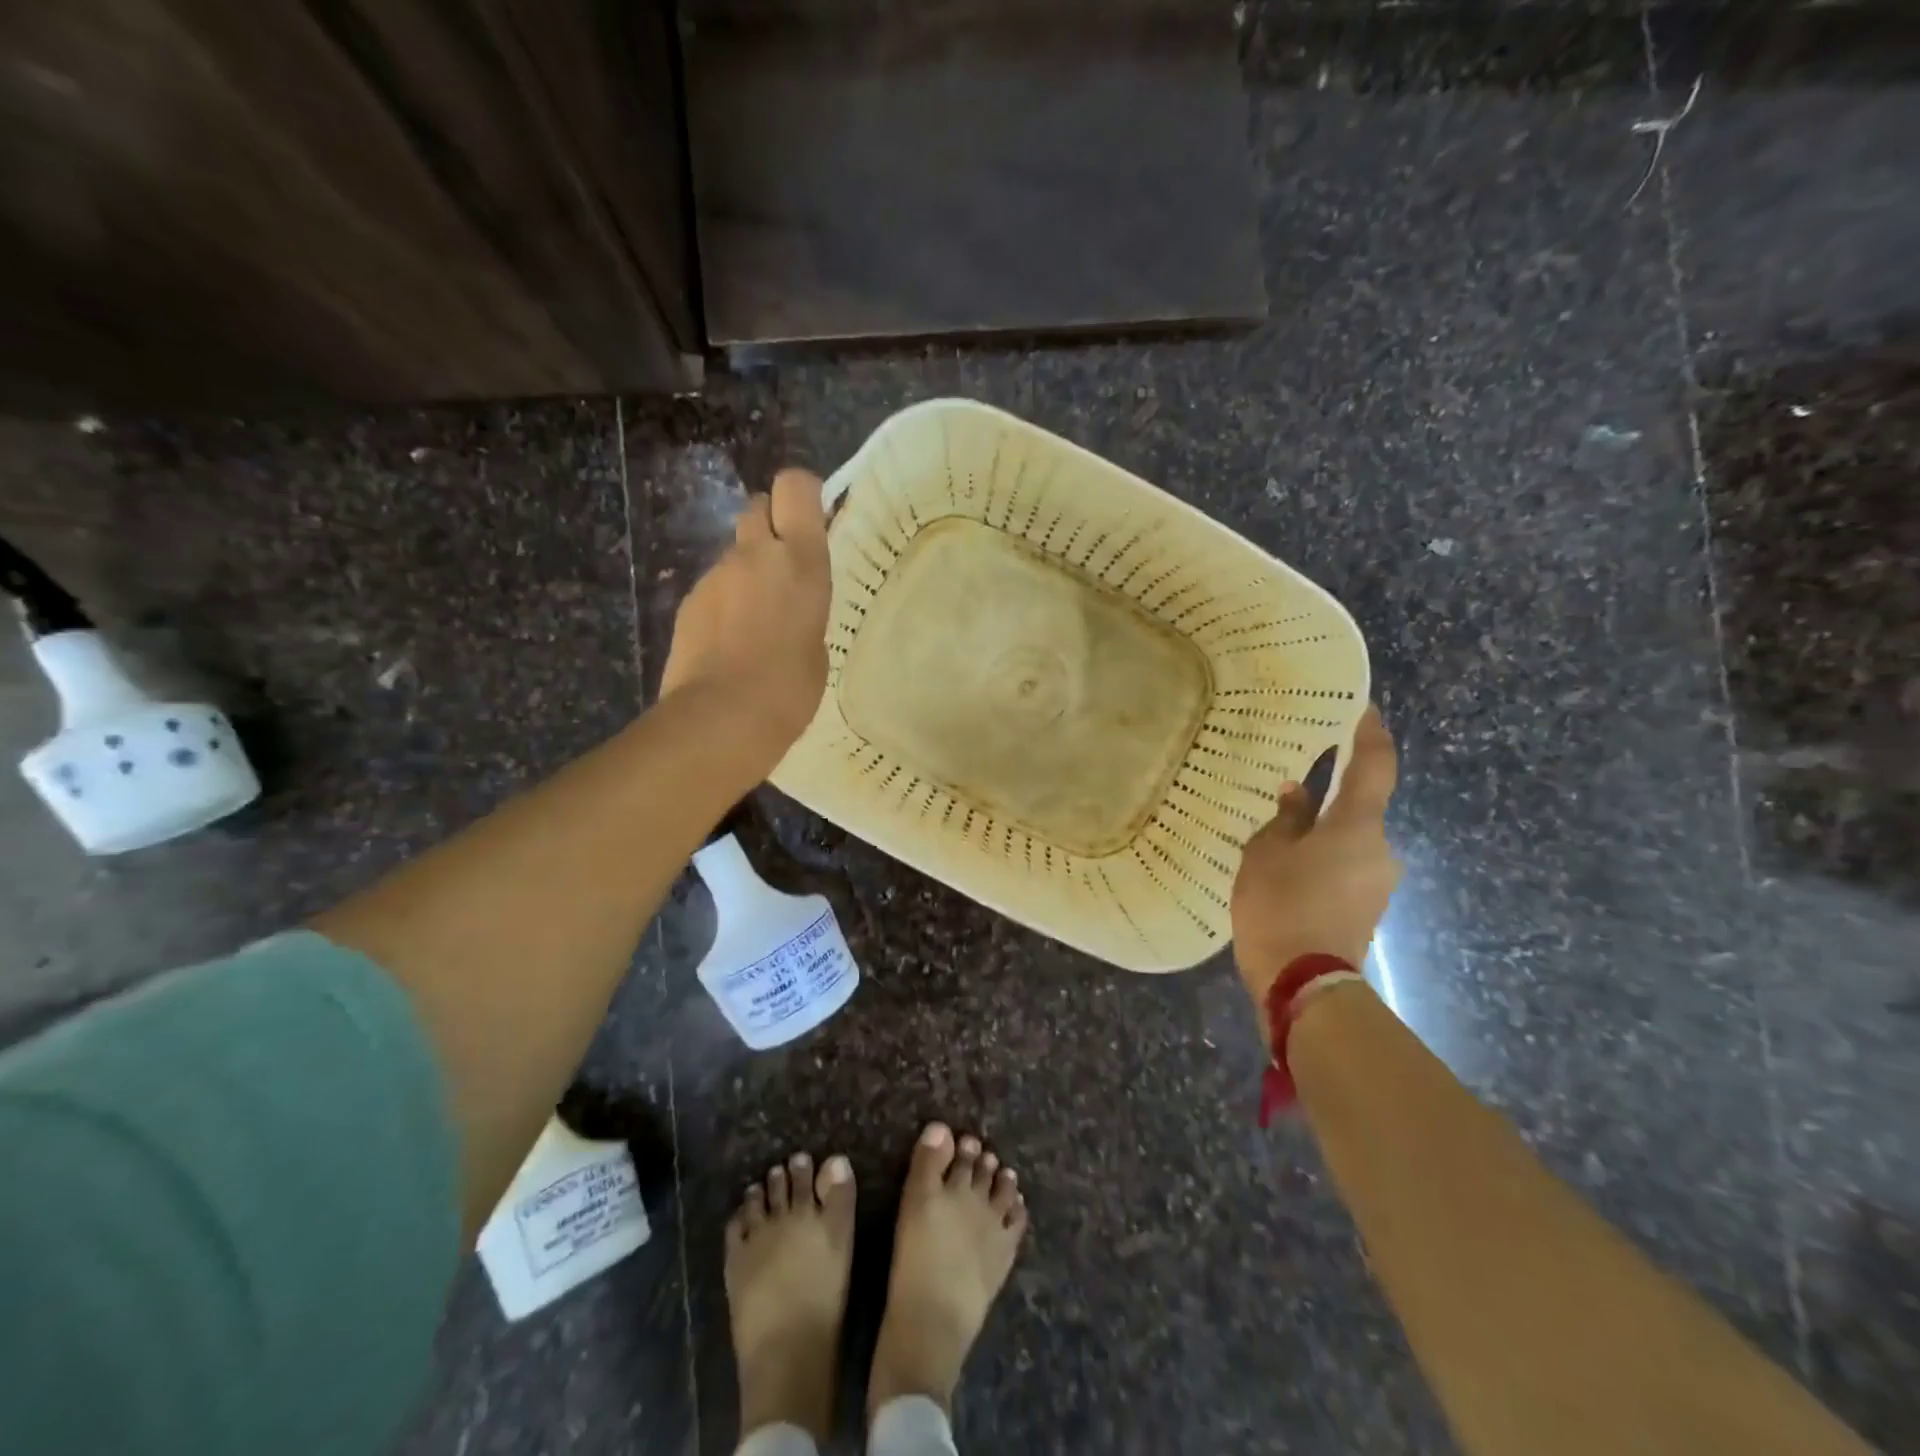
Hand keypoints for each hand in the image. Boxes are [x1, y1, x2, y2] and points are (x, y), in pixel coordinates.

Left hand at [660, 468, 831, 767]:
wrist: (720, 719)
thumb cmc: (790, 688)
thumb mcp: (818, 646)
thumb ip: (806, 610)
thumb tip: (788, 609)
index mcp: (800, 561)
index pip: (795, 487)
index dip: (804, 494)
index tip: (814, 519)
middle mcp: (755, 554)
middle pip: (758, 506)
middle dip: (772, 525)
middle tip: (784, 567)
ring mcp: (715, 575)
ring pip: (735, 551)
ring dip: (748, 570)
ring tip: (757, 621)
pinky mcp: (688, 601)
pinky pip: (714, 586)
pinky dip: (726, 601)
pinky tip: (732, 642)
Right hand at [1231, 705, 1400, 1020]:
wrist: (1304, 984)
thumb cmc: (1281, 906)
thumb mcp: (1266, 854)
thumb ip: (1285, 818)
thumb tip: (1297, 793)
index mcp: (1358, 826)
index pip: (1376, 764)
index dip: (1371, 732)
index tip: (1362, 708)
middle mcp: (1380, 849)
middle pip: (1360, 809)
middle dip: (1331, 796)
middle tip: (1291, 788)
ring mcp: (1377, 882)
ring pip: (1350, 841)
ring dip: (1323, 833)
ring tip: (1280, 836)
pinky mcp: (1367, 908)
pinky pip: (1346, 867)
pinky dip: (1323, 859)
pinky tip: (1289, 870)